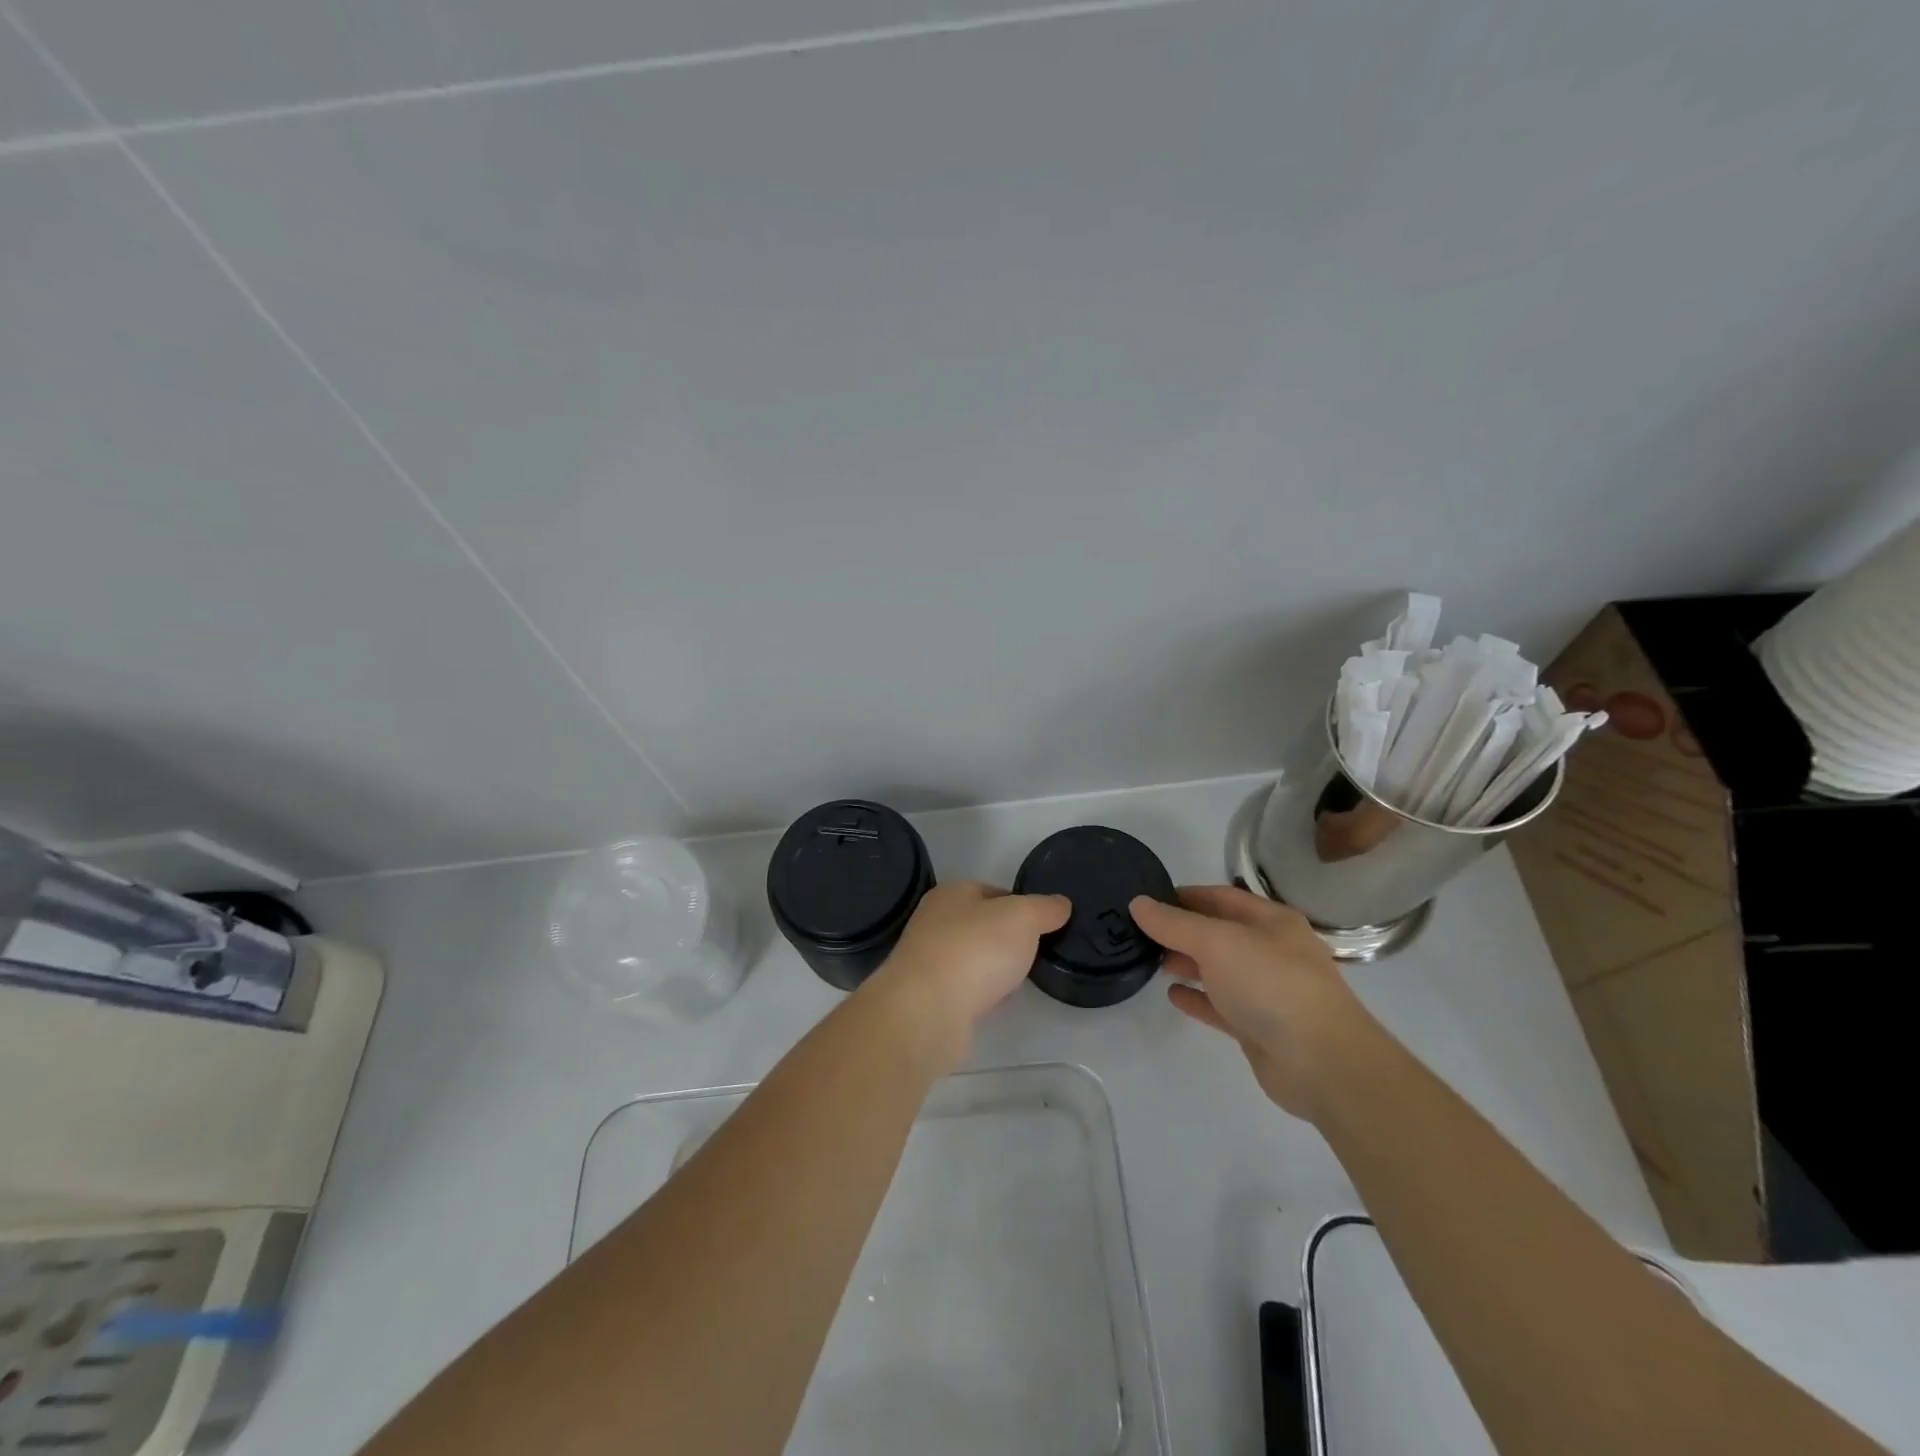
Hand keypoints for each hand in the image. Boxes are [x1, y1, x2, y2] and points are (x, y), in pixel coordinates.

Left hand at [863, 882, 1070, 1071]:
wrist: (926, 1011)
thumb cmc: (975, 950)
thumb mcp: (1023, 918)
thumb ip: (1044, 908)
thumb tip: (1060, 904)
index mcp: (951, 893)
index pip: (992, 891)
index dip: (1021, 905)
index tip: (1044, 925)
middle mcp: (934, 922)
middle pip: (981, 925)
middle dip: (1008, 939)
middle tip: (1035, 953)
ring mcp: (927, 960)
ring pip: (972, 958)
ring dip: (994, 968)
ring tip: (1019, 980)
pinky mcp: (927, 997)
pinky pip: (964, 989)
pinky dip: (981, 994)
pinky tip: (996, 1003)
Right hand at [1130, 885, 1378, 1119]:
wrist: (1322, 1063)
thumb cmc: (1271, 985)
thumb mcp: (1217, 942)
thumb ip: (1174, 924)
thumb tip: (1137, 903)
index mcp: (1270, 922)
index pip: (1220, 897)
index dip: (1184, 895)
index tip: (1147, 900)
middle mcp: (1270, 951)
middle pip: (1218, 933)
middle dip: (1181, 931)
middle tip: (1140, 933)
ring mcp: (1266, 991)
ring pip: (1218, 970)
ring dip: (1187, 964)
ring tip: (1151, 962)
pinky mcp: (1258, 1027)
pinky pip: (1221, 1006)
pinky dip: (1197, 998)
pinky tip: (1172, 995)